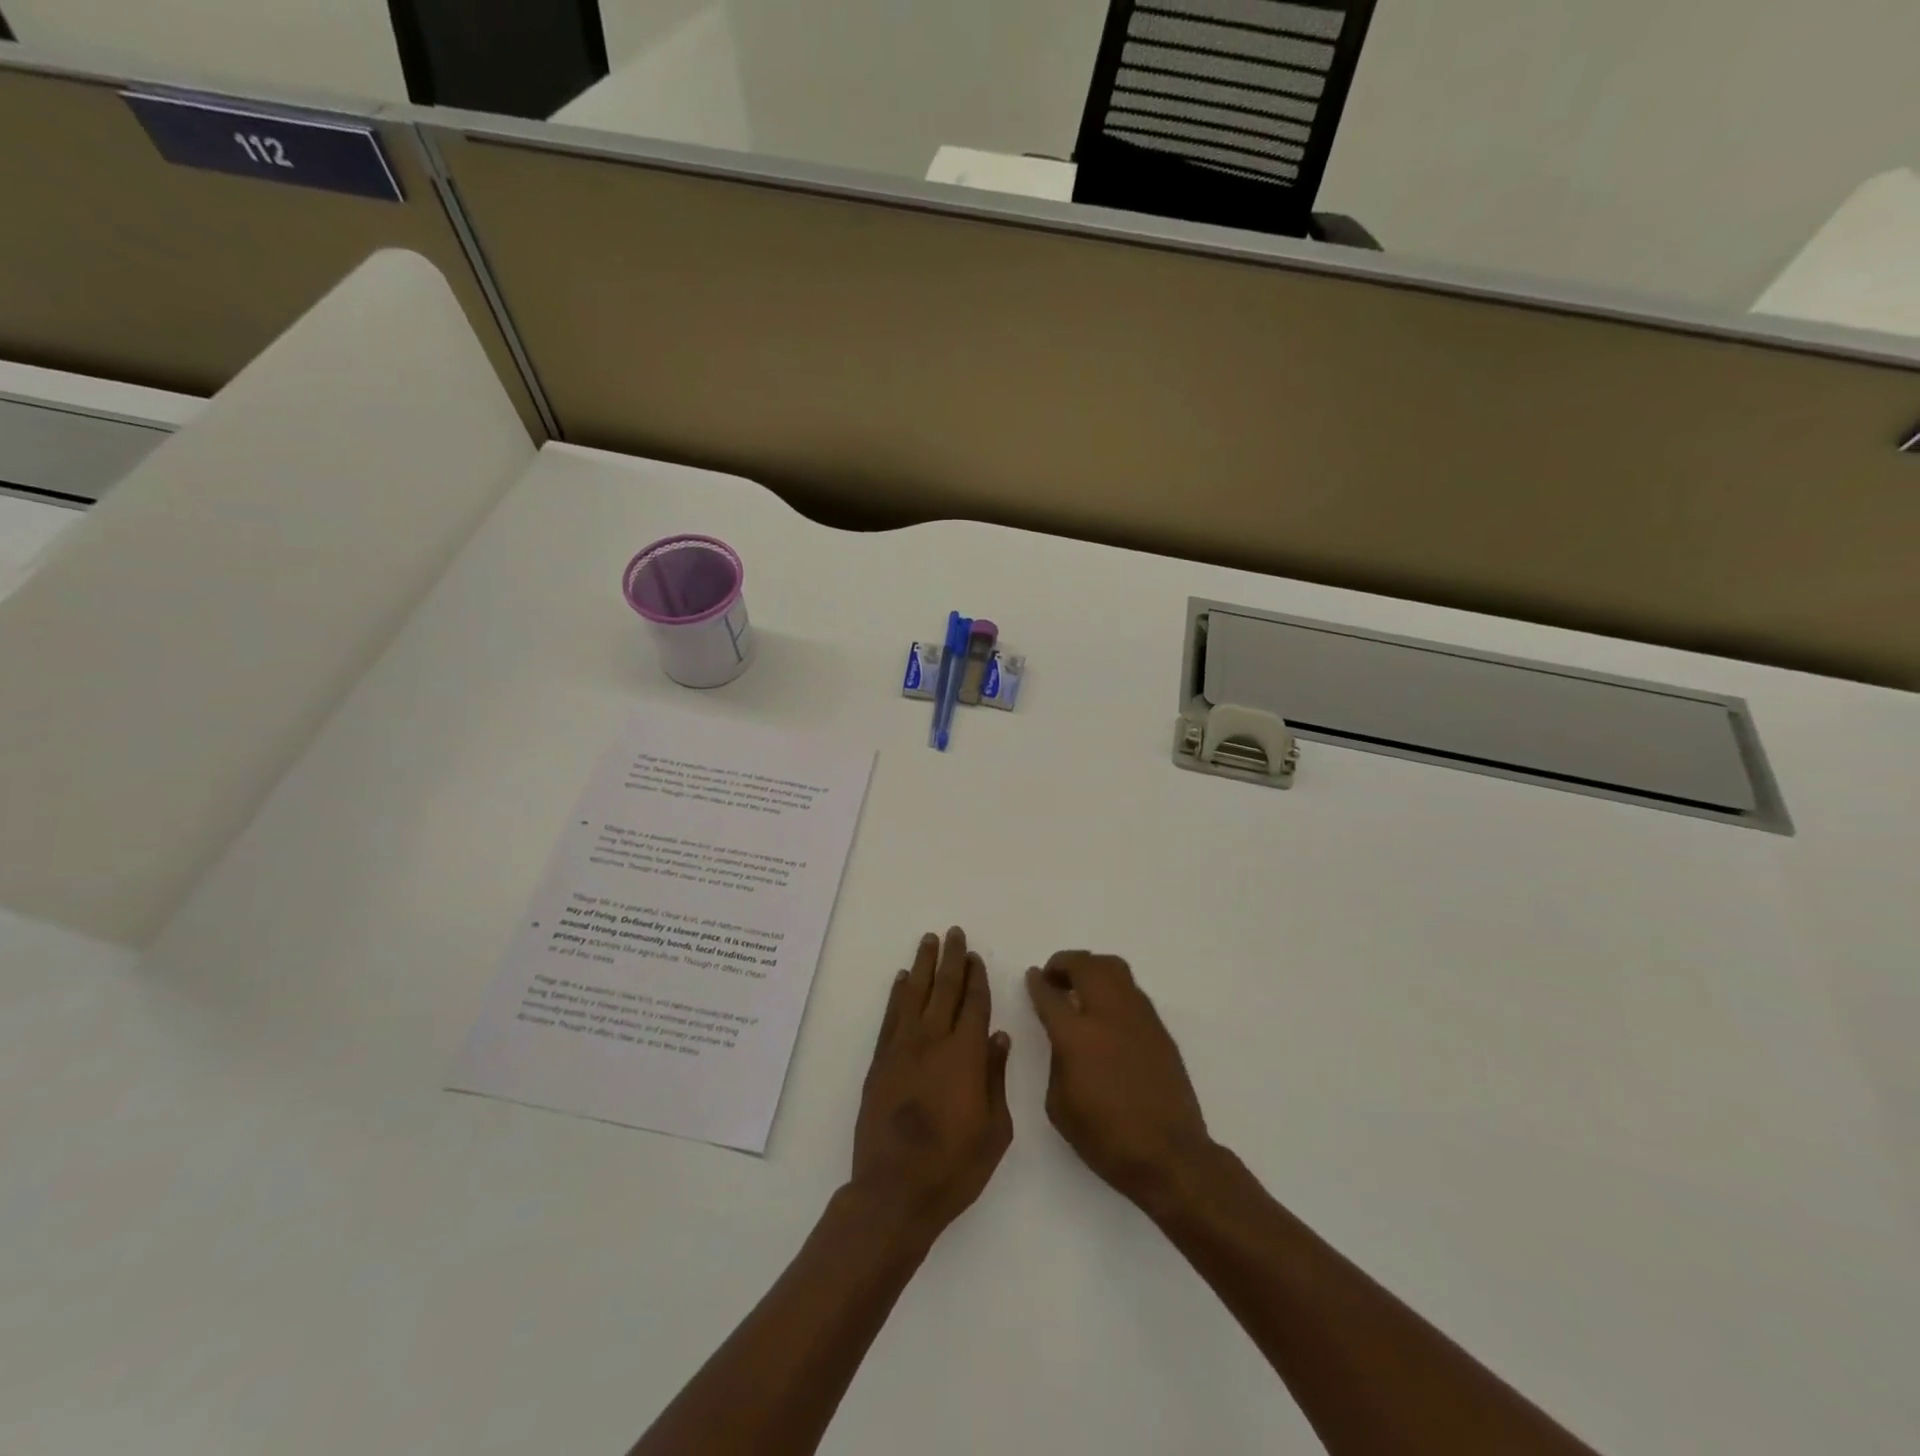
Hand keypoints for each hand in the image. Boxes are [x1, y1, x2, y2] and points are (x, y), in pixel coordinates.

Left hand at [852, 927, 1012, 1244]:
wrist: (894, 1191)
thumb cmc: (954, 1167)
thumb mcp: (995, 1130)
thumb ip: (996, 1078)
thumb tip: (999, 1037)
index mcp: (966, 1055)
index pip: (973, 1004)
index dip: (976, 978)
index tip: (976, 956)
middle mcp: (933, 1041)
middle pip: (944, 989)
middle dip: (951, 959)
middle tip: (953, 933)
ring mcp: (902, 1049)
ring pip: (915, 994)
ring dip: (924, 965)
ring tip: (928, 941)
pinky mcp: (879, 1062)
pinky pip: (890, 1016)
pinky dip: (897, 994)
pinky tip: (902, 979)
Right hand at [1026, 951, 1213, 1212]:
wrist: (1169, 1155)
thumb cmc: (1105, 1138)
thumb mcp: (1059, 1105)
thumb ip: (1057, 1061)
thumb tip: (1064, 1041)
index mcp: (1076, 1036)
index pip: (1050, 994)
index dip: (1037, 983)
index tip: (1032, 976)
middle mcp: (1107, 1015)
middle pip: (1085, 966)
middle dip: (1064, 963)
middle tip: (1054, 976)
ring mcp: (1138, 1017)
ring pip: (1114, 968)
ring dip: (1092, 968)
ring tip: (1082, 985)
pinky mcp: (1159, 1028)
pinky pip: (1132, 991)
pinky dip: (1114, 988)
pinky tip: (1108, 1010)